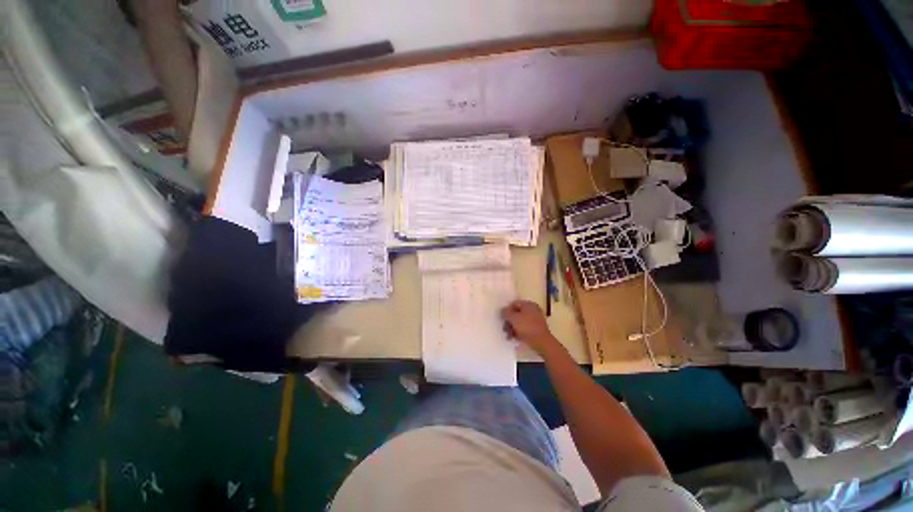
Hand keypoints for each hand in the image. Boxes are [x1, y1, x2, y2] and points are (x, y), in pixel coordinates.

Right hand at [501, 300, 559, 355]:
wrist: (542, 342)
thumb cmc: (527, 327)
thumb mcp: (513, 318)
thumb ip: (506, 312)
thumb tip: (503, 310)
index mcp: (528, 304)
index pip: (514, 304)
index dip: (506, 310)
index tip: (502, 319)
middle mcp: (533, 310)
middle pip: (516, 313)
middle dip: (509, 321)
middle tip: (504, 329)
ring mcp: (536, 320)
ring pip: (520, 321)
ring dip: (512, 328)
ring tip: (508, 336)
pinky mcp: (537, 329)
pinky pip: (525, 328)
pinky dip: (519, 332)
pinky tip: (514, 338)